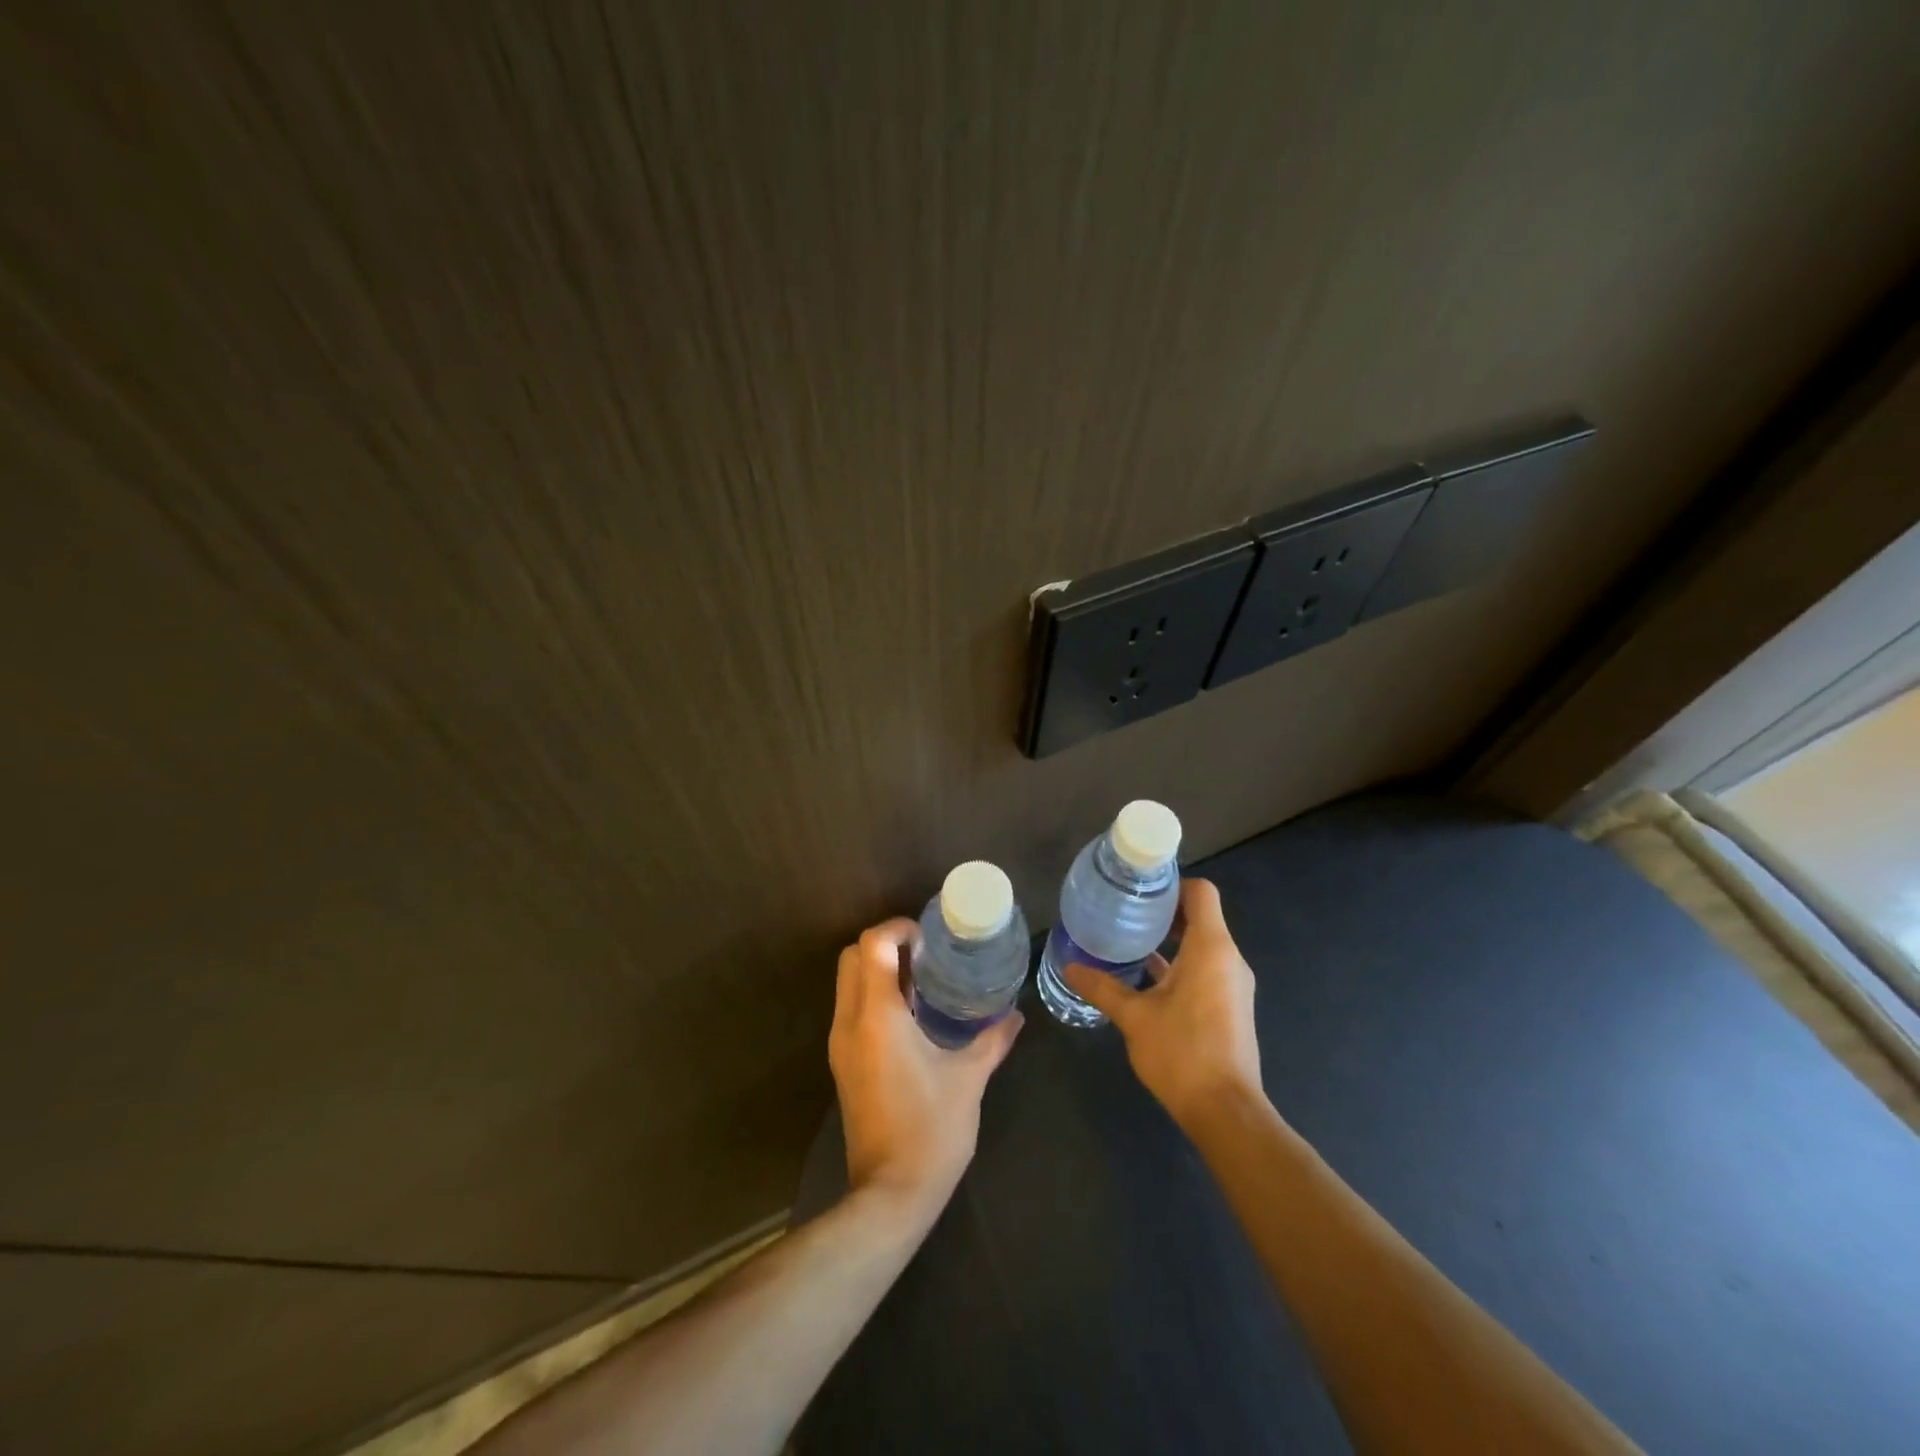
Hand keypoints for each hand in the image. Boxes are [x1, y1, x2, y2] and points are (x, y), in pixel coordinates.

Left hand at [829, 920, 1023, 1219]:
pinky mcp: (842, 1064)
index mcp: (878, 1016)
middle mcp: (850, 1022)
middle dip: (884, 944)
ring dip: (877, 970)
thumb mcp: (969, 1079)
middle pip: (851, 957)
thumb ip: (992, 1040)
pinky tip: (912, 1014)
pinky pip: (851, 1009)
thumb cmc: (931, 1130)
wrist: (890, 1194)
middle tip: (925, 953)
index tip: (929, 936)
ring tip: (922, 979)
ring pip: (847, 983)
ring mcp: (841, 1044)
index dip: (897, 929)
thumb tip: (1015, 1015)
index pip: (871, 945)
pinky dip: (873, 995)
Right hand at [1062, 878, 1261, 1128]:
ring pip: (1202, 944)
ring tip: (1129, 938)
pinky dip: (1179, 964)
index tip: (1139, 887)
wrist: (1227, 1112)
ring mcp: (1233, 984)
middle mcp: (1228, 959)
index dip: (1172, 883)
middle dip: (1164, 911)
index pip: (1201, 893)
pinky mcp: (1230, 1006)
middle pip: (1200, 916)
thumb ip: (1102, 987)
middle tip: (1124, 909)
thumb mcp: (1134, 1017)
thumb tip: (1069, 966)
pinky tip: (1145, 977)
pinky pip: (1205, 968)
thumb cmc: (1182, 1053)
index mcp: (1211, 948)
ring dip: (1170, 939)